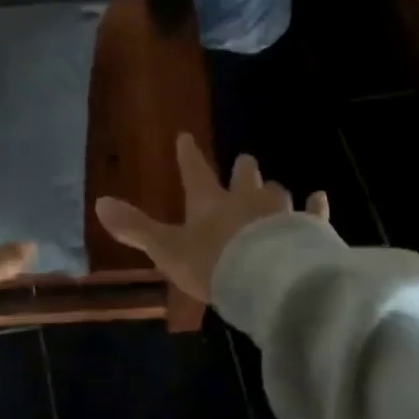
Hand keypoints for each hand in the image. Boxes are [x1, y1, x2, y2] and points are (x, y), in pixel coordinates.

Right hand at [95, 134, 327, 302]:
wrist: (269, 281)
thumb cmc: (213, 264)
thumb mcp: (166, 249)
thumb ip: (135, 227)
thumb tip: (99, 202)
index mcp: (209, 202)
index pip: (195, 171)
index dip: (188, 154)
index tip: (185, 136)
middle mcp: (245, 199)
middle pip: (244, 176)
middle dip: (243, 168)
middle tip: (245, 160)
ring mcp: (280, 212)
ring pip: (277, 191)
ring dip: (274, 189)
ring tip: (276, 188)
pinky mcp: (309, 229)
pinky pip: (314, 212)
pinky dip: (315, 206)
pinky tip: (319, 199)